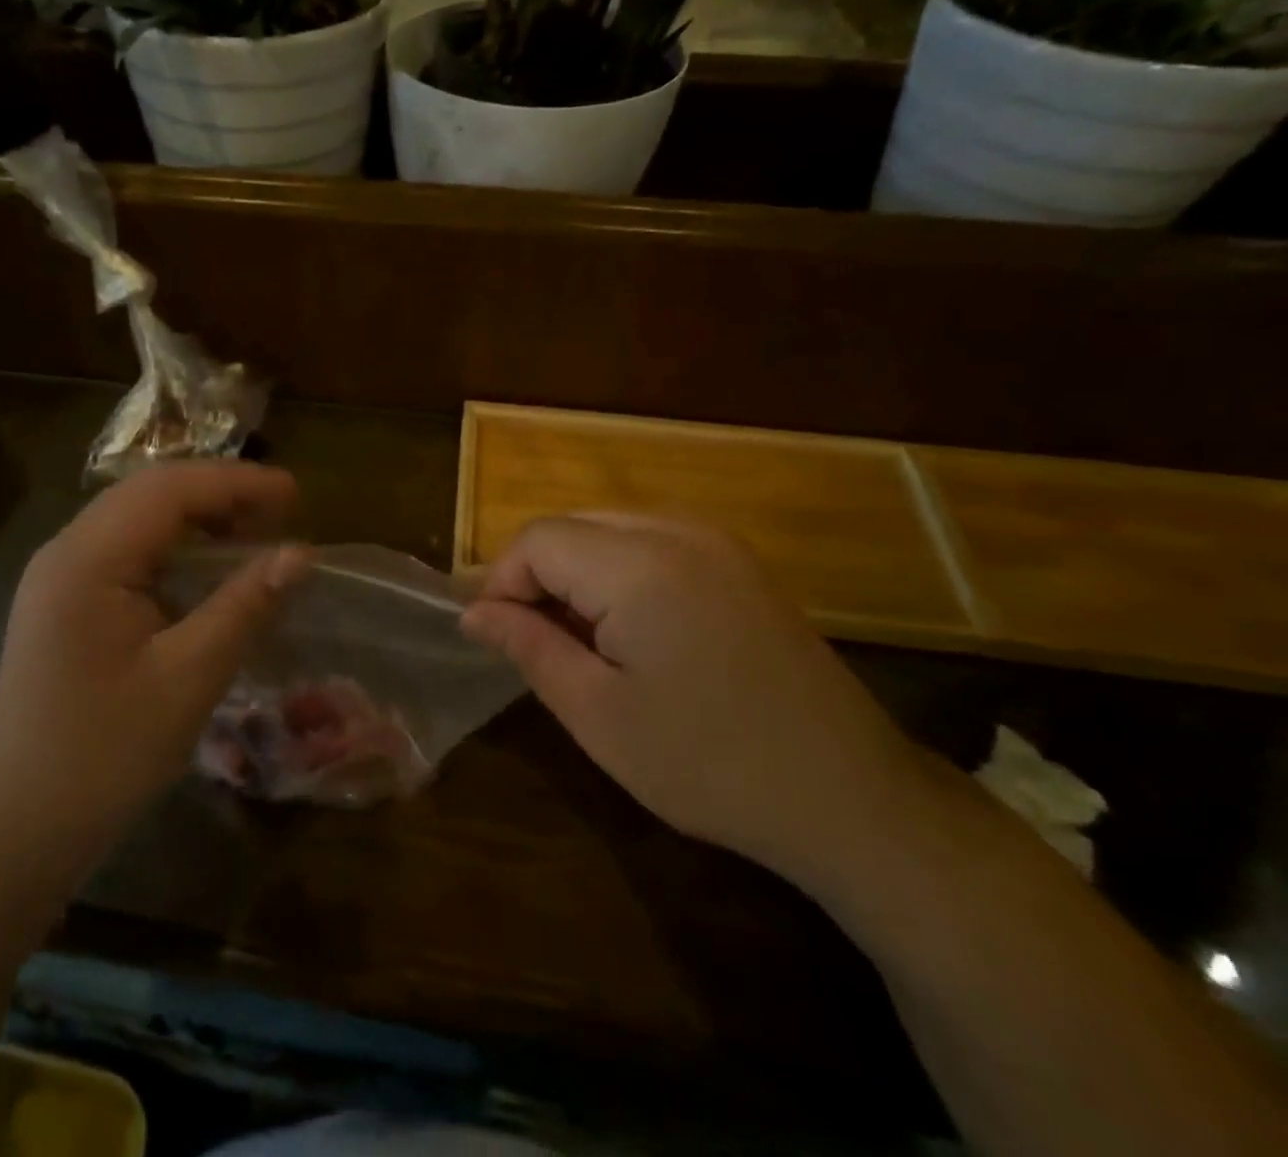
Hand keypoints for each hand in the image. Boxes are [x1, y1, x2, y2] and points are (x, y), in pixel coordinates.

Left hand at [0, 461, 311, 838]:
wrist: (18, 828)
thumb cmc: (104, 755)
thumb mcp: (188, 678)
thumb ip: (245, 606)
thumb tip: (301, 553)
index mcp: (87, 559)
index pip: (169, 489)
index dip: (237, 483)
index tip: (296, 494)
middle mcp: (67, 551)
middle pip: (150, 493)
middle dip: (220, 493)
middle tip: (283, 512)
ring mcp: (61, 576)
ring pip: (138, 518)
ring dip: (198, 517)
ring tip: (255, 532)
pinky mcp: (66, 602)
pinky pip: (128, 551)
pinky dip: (176, 548)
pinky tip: (209, 570)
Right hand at [461, 515, 920, 880]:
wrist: (850, 798)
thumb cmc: (708, 763)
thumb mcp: (597, 714)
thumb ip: (527, 647)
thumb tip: (474, 613)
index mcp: (639, 565)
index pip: (536, 540)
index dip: (502, 583)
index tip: (498, 638)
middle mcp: (678, 531)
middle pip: (571, 526)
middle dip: (537, 576)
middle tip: (535, 643)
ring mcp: (716, 541)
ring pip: (608, 530)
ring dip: (576, 573)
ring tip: (580, 641)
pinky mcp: (739, 562)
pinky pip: (651, 542)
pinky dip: (618, 572)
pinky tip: (631, 631)